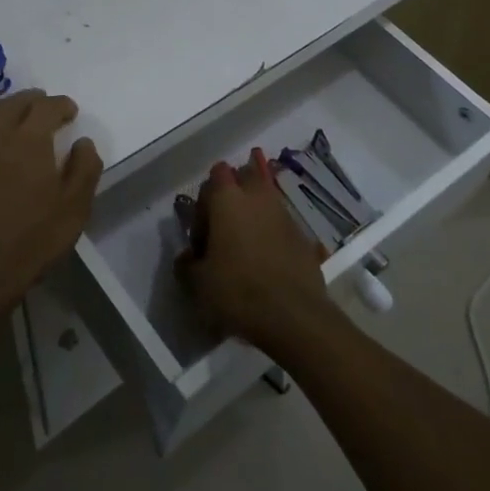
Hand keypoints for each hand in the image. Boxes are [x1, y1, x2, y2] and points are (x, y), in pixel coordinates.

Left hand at [0, 90, 101, 326]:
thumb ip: (85, 169)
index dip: (61, 105)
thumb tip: (83, 142)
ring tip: (15, 111)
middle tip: (45, 104)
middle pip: (14, 104)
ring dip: (4, 107)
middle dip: (32, 100)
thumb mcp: (74, 208)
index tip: (71, 111)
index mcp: (30, 140)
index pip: (47, 107)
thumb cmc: (30, 241)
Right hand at [175, 148, 338, 354]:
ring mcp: (284, 214)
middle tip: (224, 230)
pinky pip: (281, 225)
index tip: (202, 236)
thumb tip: (187, 257)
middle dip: (233, 196)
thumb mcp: (198, 284)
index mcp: (228, 198)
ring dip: (254, 216)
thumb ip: (186, 265)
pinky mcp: (303, 236)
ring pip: (265, 201)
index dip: (204, 202)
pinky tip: (267, 265)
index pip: (215, 175)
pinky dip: (272, 235)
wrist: (294, 316)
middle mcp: (258, 197)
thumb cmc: (238, 291)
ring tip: (245, 250)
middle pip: (245, 178)